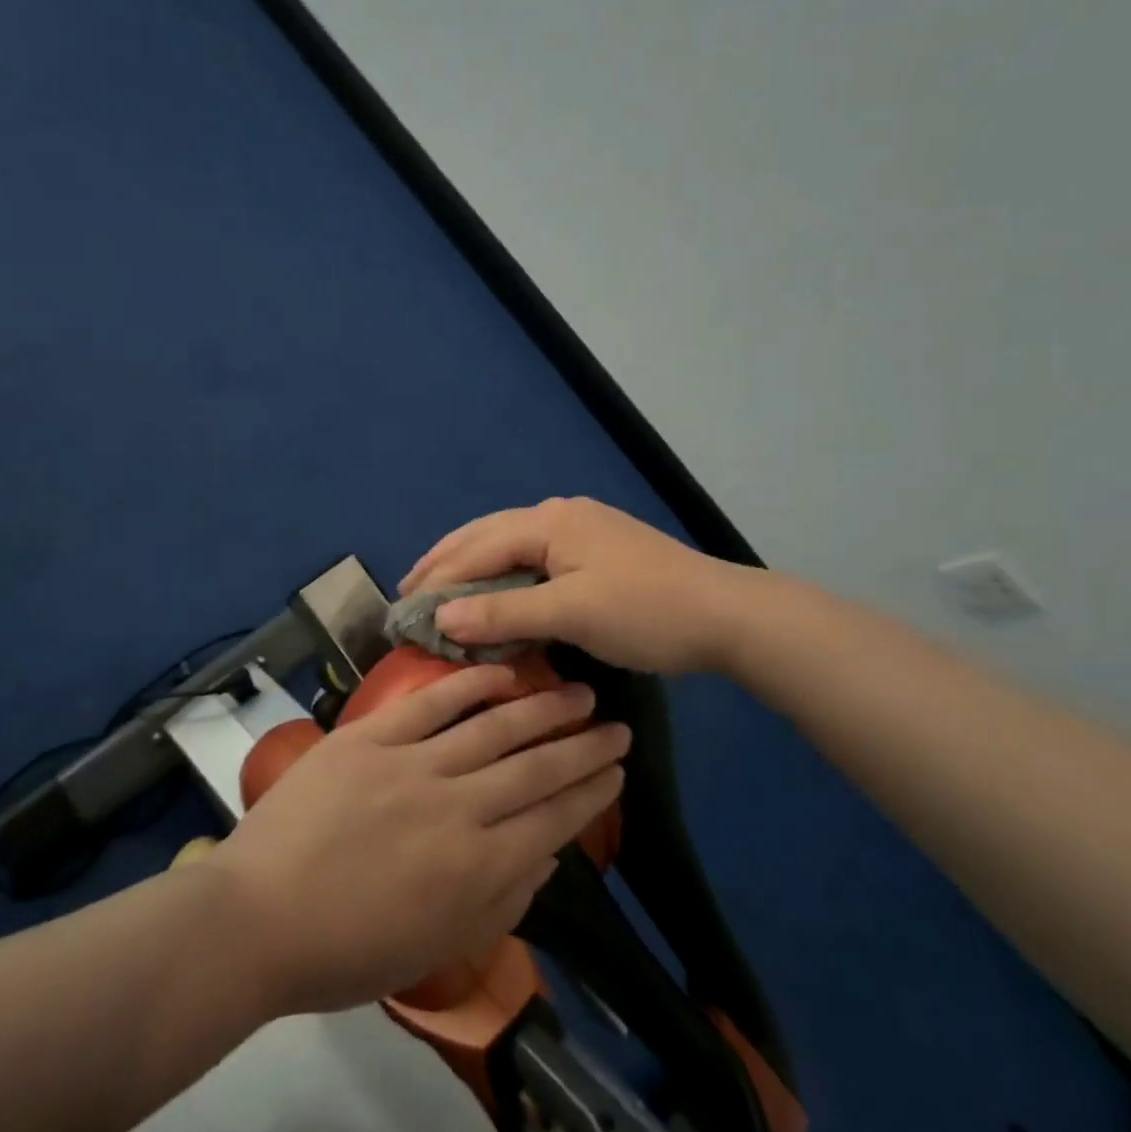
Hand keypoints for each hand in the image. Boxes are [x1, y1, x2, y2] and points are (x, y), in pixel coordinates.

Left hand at [209, 665, 629, 1014]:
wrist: (258, 917)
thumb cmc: (347, 950)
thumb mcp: (437, 947)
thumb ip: (501, 902)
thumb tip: (547, 854)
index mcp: (476, 870)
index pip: (552, 820)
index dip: (590, 792)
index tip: (618, 769)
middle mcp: (457, 810)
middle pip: (535, 769)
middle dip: (582, 746)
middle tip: (616, 724)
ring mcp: (412, 766)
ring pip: (493, 729)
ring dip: (542, 709)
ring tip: (578, 692)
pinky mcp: (371, 738)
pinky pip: (430, 704)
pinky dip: (469, 685)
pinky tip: (502, 672)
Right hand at [400, 496, 762, 674]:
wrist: (727, 615)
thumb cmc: (646, 612)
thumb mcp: (572, 614)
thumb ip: (504, 614)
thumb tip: (440, 616)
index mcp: (549, 522)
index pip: (477, 548)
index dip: (438, 577)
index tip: (404, 606)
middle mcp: (558, 515)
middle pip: (486, 534)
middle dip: (446, 560)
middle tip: (408, 587)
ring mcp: (579, 529)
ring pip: (508, 542)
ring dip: (472, 564)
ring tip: (440, 584)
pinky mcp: (594, 549)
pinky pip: (531, 555)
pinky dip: (503, 572)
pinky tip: (495, 586)